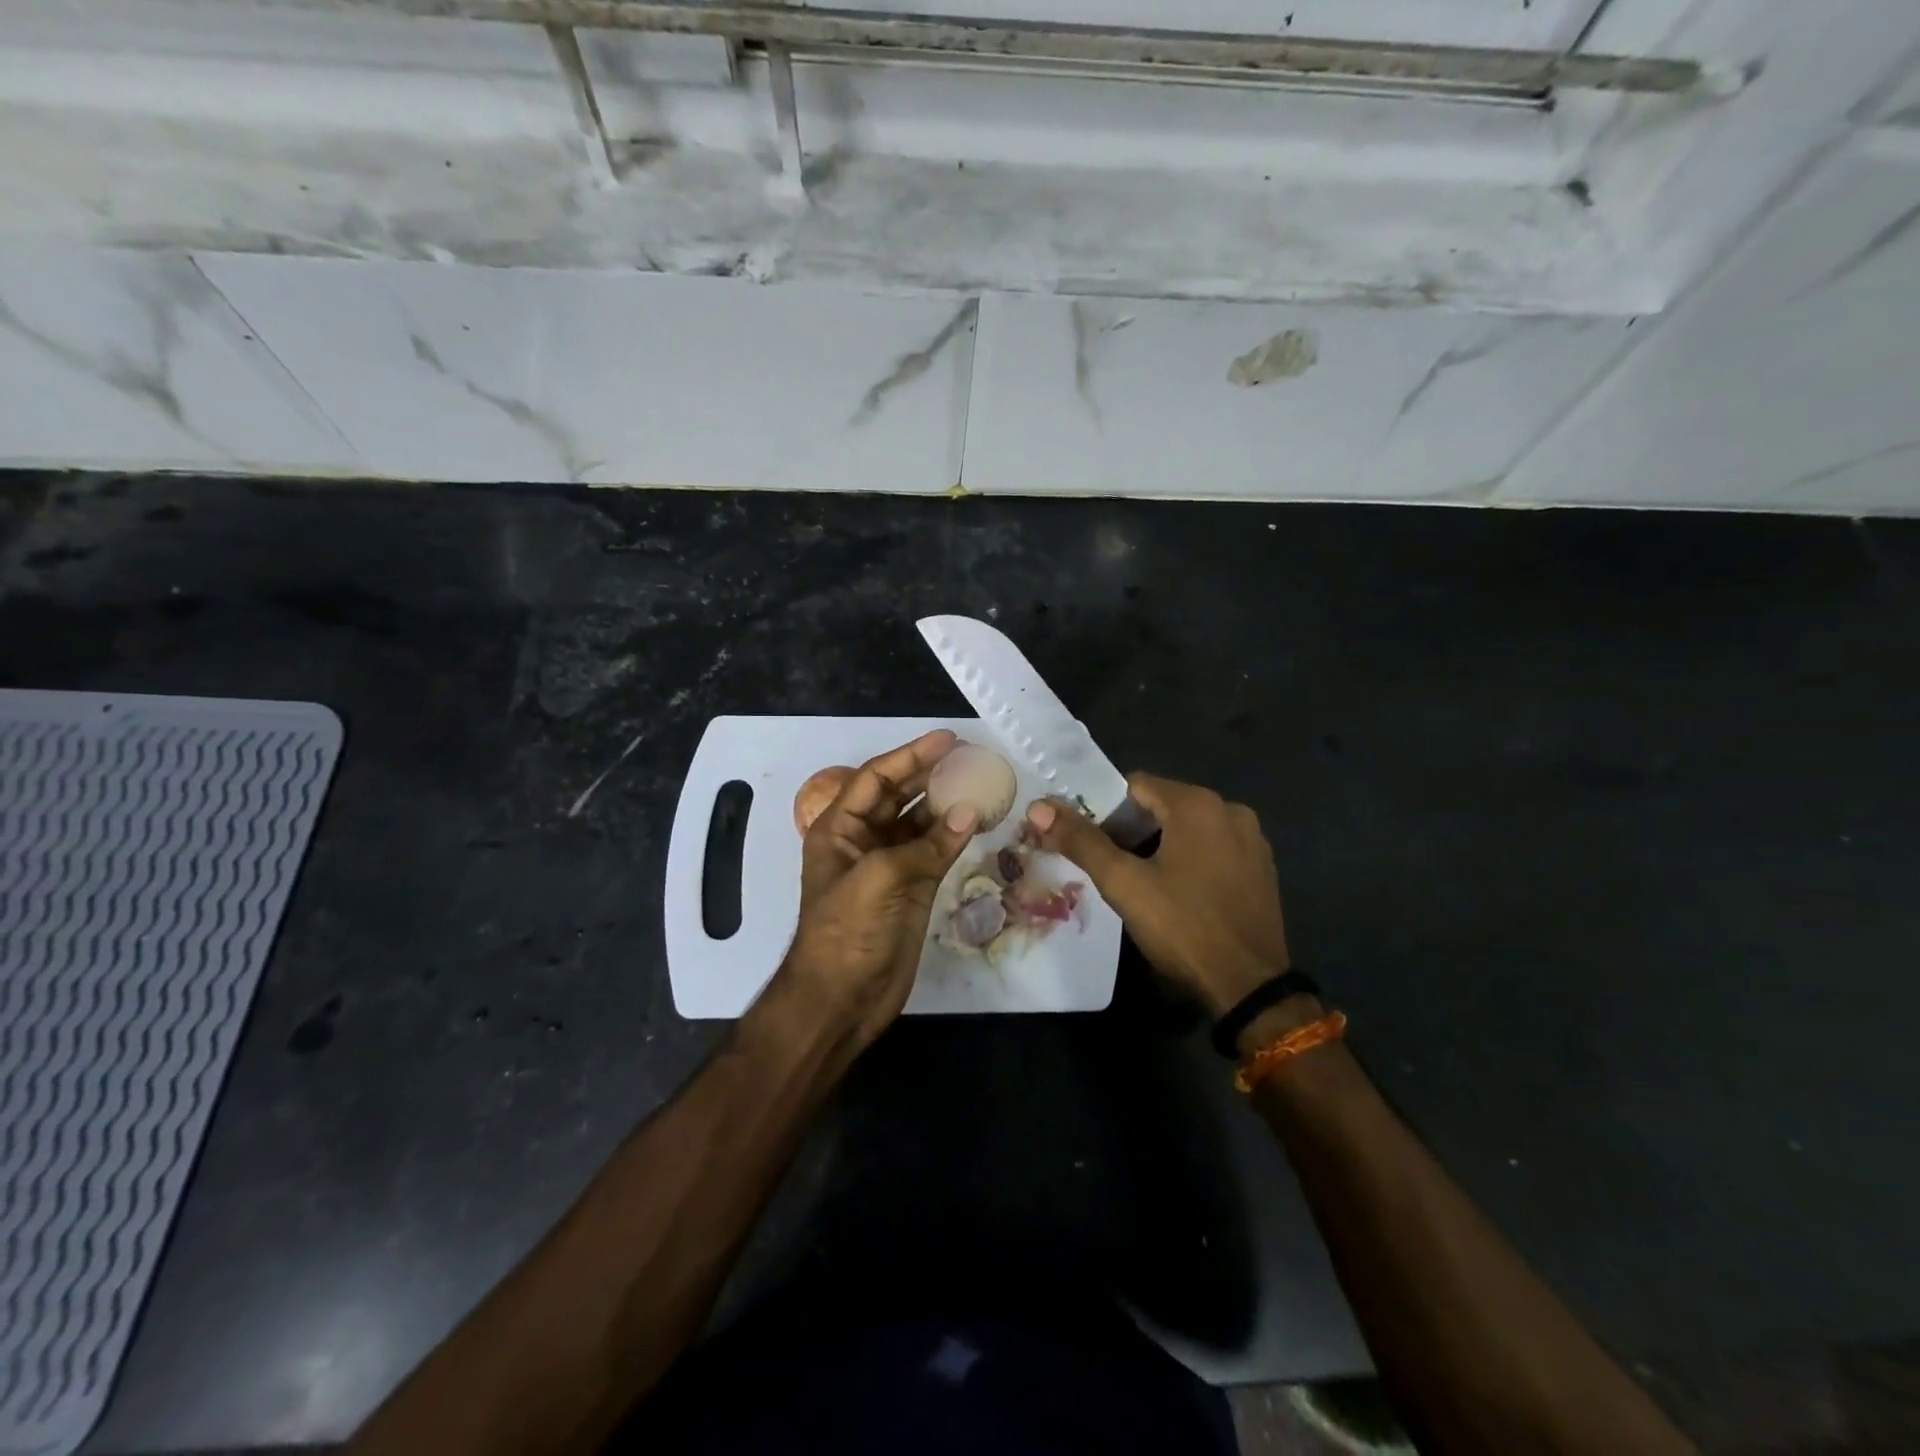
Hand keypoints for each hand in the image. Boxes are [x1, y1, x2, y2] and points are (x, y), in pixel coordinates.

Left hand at [778, 730, 977, 1049]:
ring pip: (921, 823)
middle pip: (900, 795)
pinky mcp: (912, 889)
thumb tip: (970, 812)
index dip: (910, 755)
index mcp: (840, 828)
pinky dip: (957, 836)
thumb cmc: (847, 932)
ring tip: (982, 783)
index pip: (877, 778)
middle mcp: (864, 840)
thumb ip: (926, 844)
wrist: (842, 999)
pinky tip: (980, 821)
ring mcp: (890, 865)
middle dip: (930, 774)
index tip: (948, 739)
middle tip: (969, 756)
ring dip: (947, 804)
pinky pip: (937, 851)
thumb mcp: (878, 879)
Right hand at [1025, 774, 1288, 1016]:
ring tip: (1139, 882)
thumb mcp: (1124, 883)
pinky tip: (1179, 894)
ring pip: (1189, 829)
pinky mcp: (1262, 868)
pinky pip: (1214, 849)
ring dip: (1160, 846)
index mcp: (1197, 804)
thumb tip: (1039, 807)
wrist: (1249, 986)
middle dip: (1131, 830)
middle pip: (1163, 806)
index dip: (1104, 810)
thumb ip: (1081, 841)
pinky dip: (1191, 860)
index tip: (1088, 841)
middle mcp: (1230, 810)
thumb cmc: (1182, 927)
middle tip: (1108, 866)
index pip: (1135, 786)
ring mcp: (1252, 840)